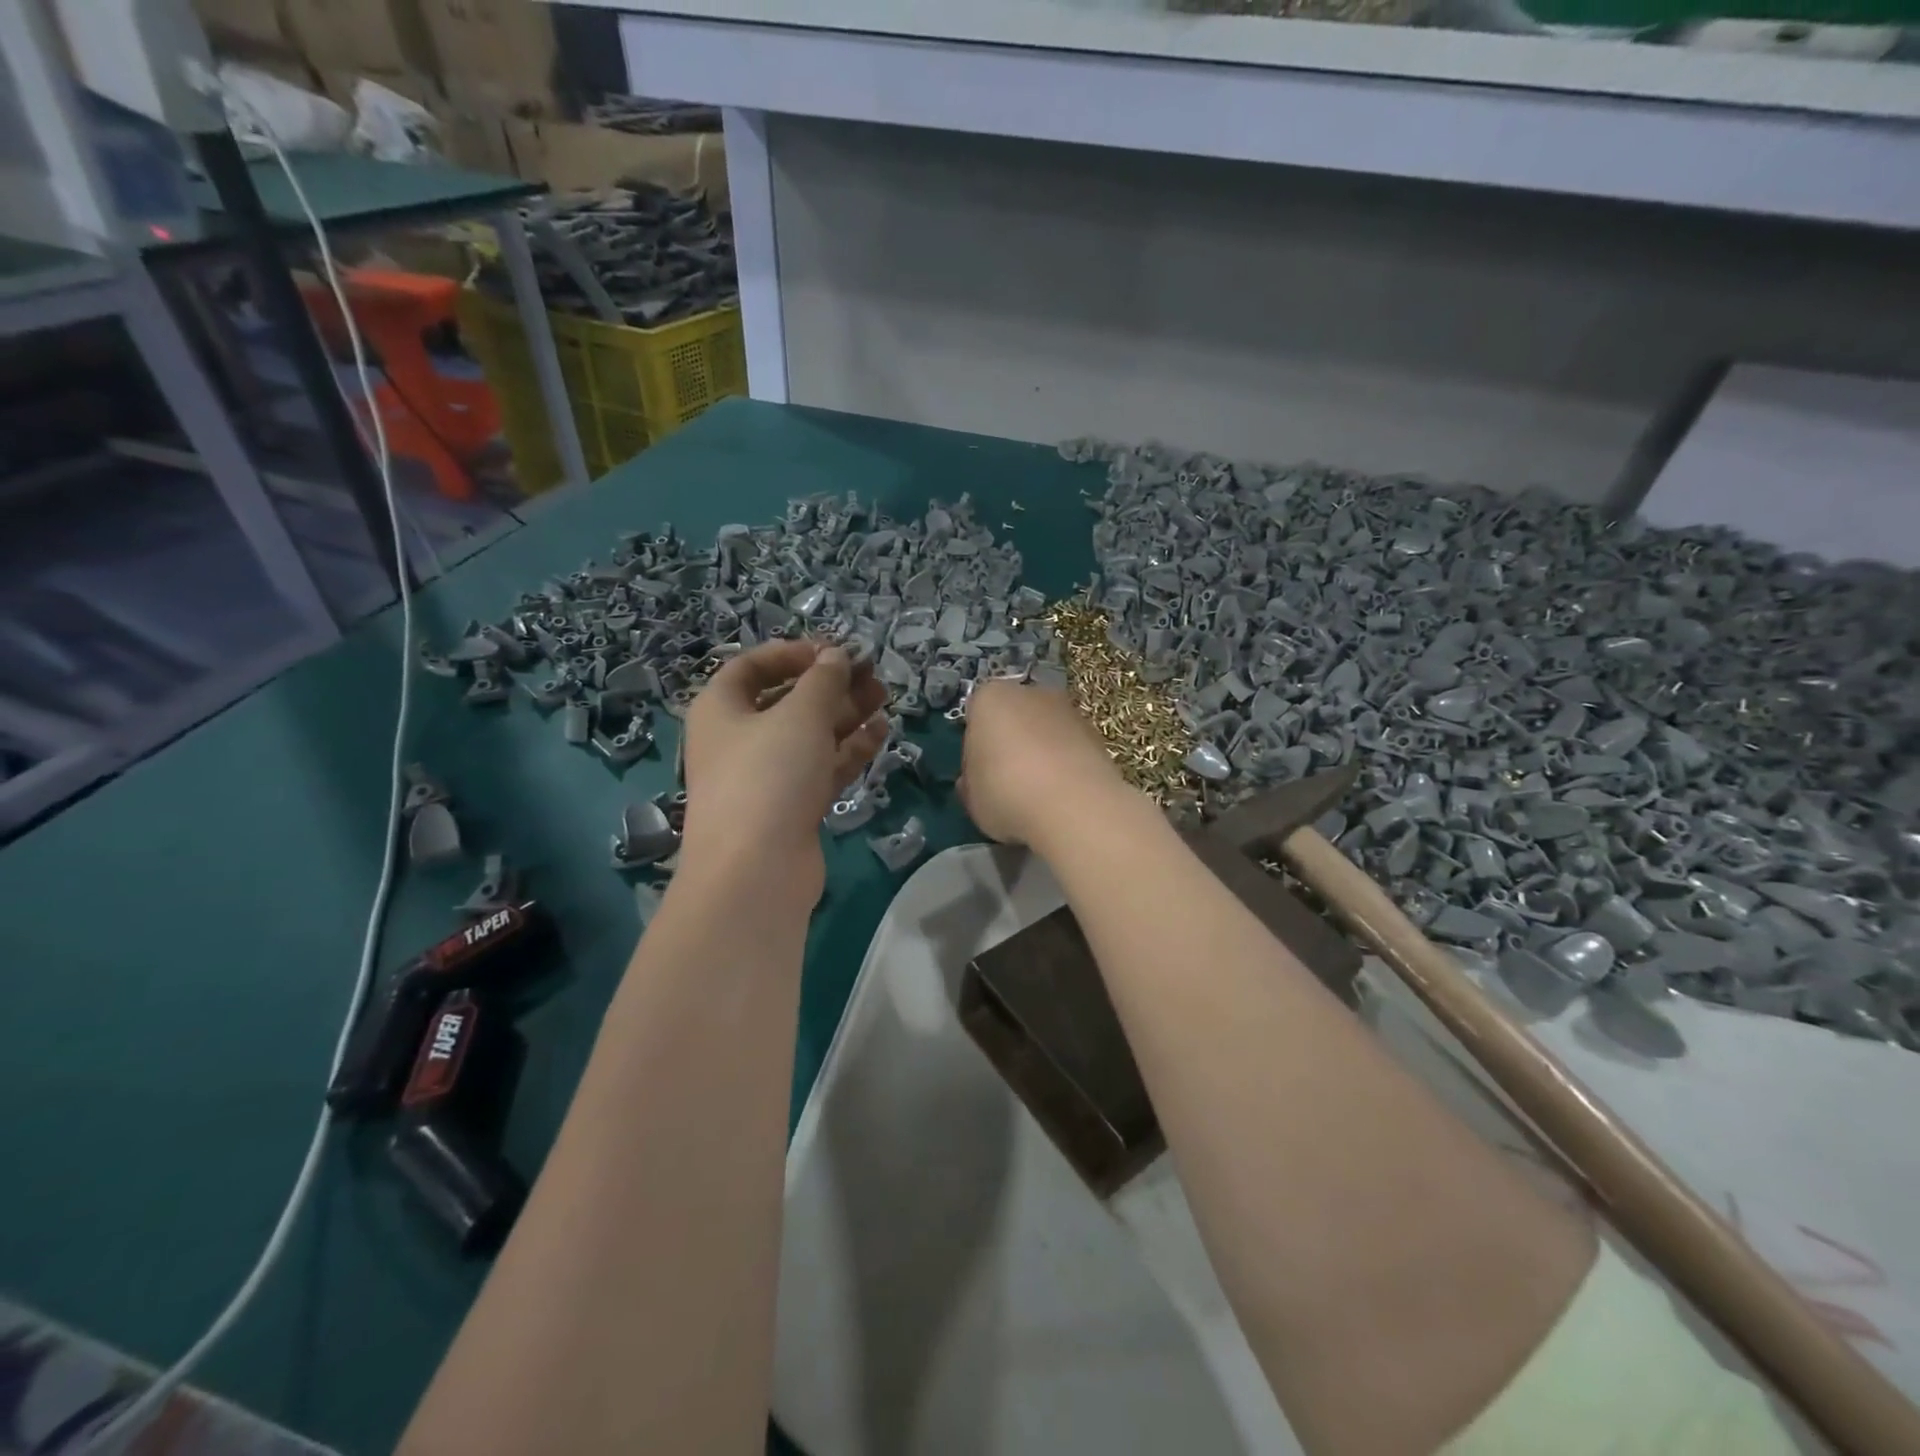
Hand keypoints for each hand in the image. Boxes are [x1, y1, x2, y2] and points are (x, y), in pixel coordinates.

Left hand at [681, 639, 889, 902]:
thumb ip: (823, 680)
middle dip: (830, 685)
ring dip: (845, 715)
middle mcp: (738, 740)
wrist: (756, 870)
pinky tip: (880, 734)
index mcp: (721, 709)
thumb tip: (836, 656)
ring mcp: (765, 777)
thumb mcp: (800, 715)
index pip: (751, 666)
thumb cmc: (768, 775)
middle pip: (786, 701)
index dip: (792, 653)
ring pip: (808, 736)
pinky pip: (820, 768)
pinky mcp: (790, 807)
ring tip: (884, 698)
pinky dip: (847, 750)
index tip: (833, 651)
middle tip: (871, 673)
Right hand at [959, 681, 1130, 849]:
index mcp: (989, 698)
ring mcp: (1068, 709)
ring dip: (1041, 753)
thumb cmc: (1007, 793)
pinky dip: (1066, 765)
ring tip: (1039, 794)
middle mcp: (1030, 692)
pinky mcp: (1097, 733)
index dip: (975, 747)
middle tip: (1007, 783)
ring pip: (1045, 730)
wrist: (1074, 806)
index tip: (979, 775)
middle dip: (1010, 743)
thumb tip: (974, 782)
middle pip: (1013, 717)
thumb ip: (971, 783)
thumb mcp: (972, 798)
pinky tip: (1064, 796)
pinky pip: (1070, 748)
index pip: (975, 716)